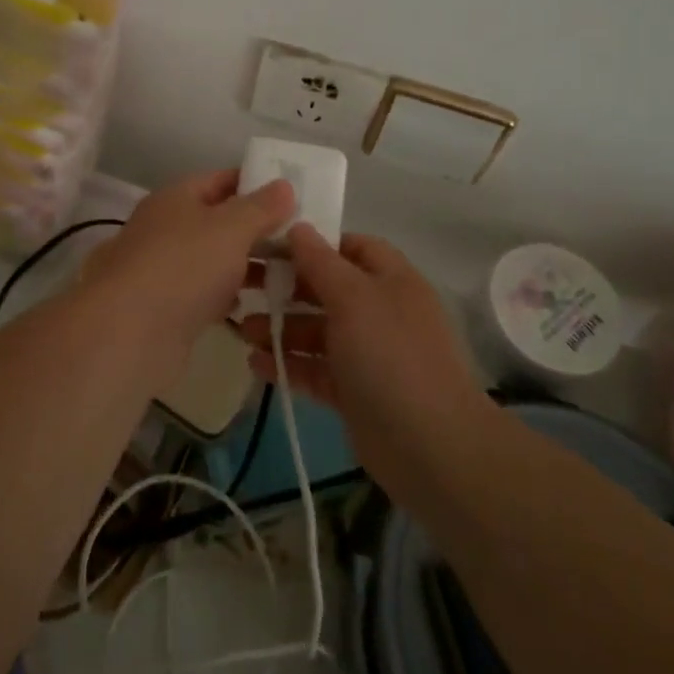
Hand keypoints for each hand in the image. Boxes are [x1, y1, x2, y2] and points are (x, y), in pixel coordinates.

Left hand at [82, 169, 294, 365]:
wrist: (128, 334)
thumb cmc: (183, 266)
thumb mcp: (231, 228)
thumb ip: (260, 207)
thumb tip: (283, 185)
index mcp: (176, 198)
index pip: (221, 180)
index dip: (256, 183)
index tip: (293, 194)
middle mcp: (167, 228)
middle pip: (219, 221)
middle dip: (257, 229)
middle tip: (300, 238)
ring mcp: (165, 269)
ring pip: (214, 259)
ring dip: (245, 265)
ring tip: (289, 273)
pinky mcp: (167, 308)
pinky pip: (206, 293)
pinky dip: (228, 296)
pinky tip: (254, 305)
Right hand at [235, 225, 487, 488]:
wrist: (431, 446)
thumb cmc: (391, 355)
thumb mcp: (354, 298)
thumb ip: (321, 262)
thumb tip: (298, 227)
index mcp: (390, 280)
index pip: (350, 247)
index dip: (314, 244)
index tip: (271, 245)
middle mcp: (380, 311)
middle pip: (328, 289)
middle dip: (287, 287)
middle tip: (243, 286)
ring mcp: (367, 354)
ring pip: (317, 331)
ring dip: (281, 328)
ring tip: (242, 330)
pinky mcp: (354, 392)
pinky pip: (315, 369)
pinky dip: (288, 364)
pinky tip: (255, 363)